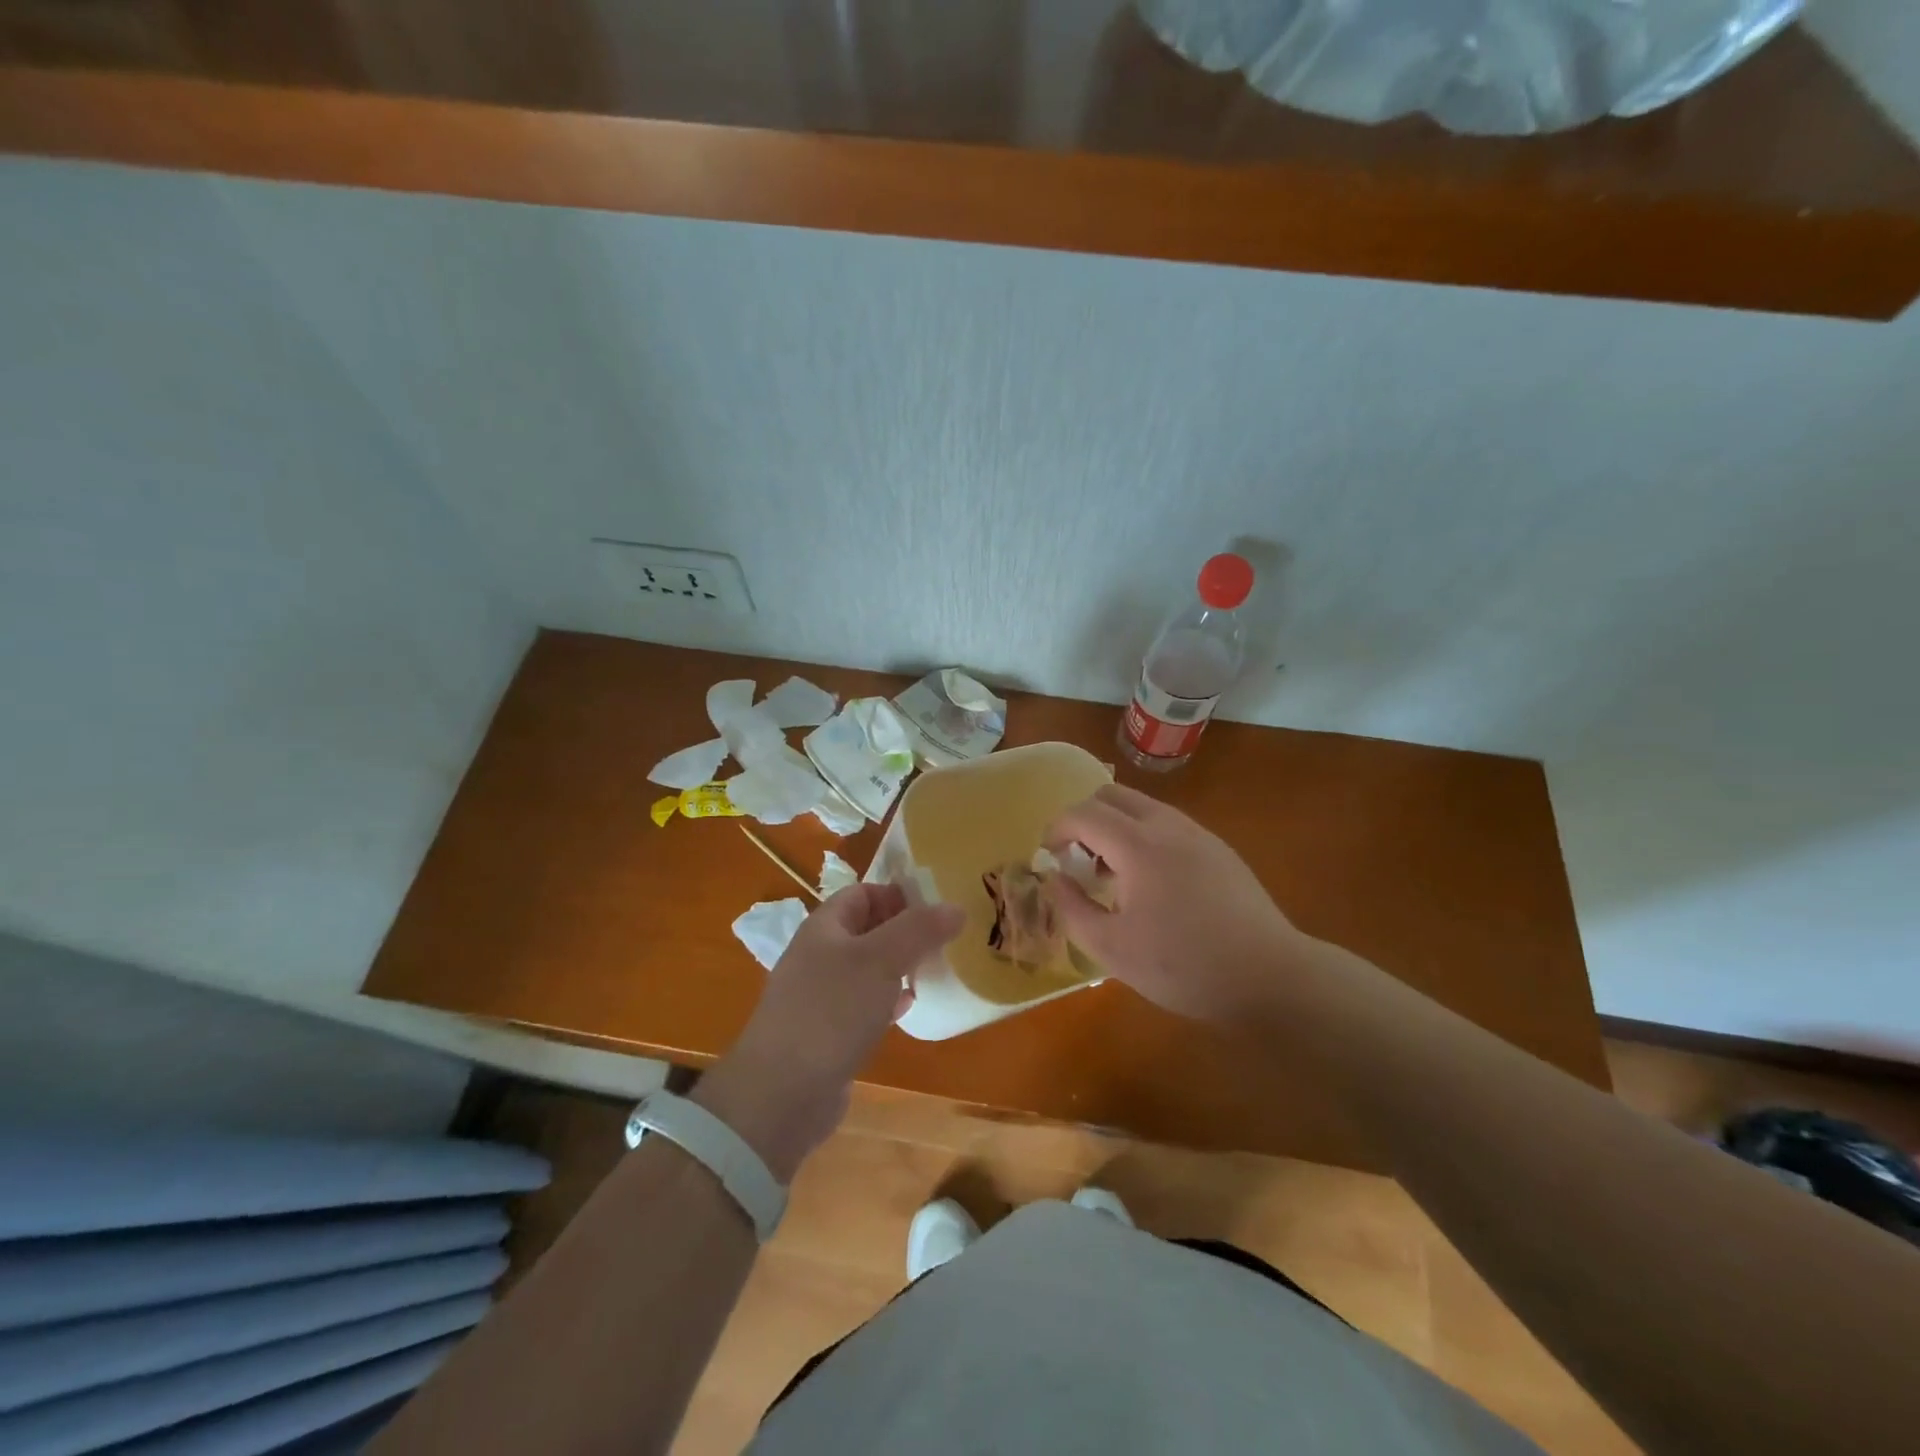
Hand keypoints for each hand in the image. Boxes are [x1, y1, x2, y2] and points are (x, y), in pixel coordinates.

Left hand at [695, 884, 962, 1179]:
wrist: (781, 1093)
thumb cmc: (831, 1011)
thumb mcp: (881, 960)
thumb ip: (919, 930)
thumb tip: (955, 907)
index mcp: (825, 927)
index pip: (864, 892)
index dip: (898, 893)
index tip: (938, 905)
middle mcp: (819, 955)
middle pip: (867, 929)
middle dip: (905, 930)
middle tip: (946, 937)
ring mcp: (821, 996)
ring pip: (868, 968)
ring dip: (900, 966)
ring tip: (936, 968)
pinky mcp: (828, 1033)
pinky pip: (864, 1004)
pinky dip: (889, 1000)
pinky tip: (910, 1007)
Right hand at [1044, 784, 1313, 1025]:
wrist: (1269, 976)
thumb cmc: (1183, 965)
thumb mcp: (1112, 948)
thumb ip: (1072, 907)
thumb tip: (1054, 877)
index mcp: (1138, 845)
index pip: (1083, 813)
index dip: (1056, 829)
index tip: (1049, 857)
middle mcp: (1168, 825)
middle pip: (1112, 795)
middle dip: (1084, 819)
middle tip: (1078, 860)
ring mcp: (1198, 834)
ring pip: (1142, 807)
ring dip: (1115, 827)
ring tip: (1114, 877)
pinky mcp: (1219, 849)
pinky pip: (1168, 825)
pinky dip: (1144, 837)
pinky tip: (1153, 885)